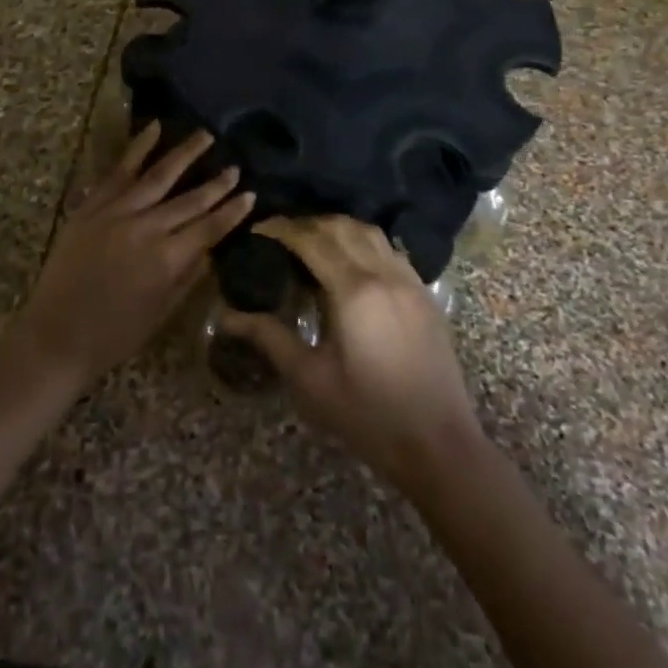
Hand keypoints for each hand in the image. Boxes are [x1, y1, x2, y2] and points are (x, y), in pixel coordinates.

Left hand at [17, 123, 254, 388]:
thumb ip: (188, 276)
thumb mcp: (161, 312)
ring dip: (185, 154)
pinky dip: (138, 148)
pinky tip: (154, 128)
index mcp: (167, 260)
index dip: (232, 211)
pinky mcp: (92, 206)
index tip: (250, 194)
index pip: (209, 228)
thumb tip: (211, 248)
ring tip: (205, 135)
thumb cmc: (113, 335)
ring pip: (159, 175)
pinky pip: (118, 171)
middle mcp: (146, 228)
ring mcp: (116, 212)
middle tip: (236, 166)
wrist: (55, 334)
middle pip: (189, 200)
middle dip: (217, 184)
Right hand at [220, 216, 482, 490]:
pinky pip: (390, 249)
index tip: (258, 229)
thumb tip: (229, 316)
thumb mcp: (310, 379)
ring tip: (312, 242)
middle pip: (341, 227)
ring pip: (369, 232)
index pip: (311, 240)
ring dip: (337, 228)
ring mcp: (409, 281)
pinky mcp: (424, 294)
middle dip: (307, 223)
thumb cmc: (368, 415)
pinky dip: (364, 242)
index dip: (282, 229)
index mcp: (353, 290)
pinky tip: (351, 261)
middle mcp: (383, 273)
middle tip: (280, 235)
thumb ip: (270, 338)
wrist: (438, 444)